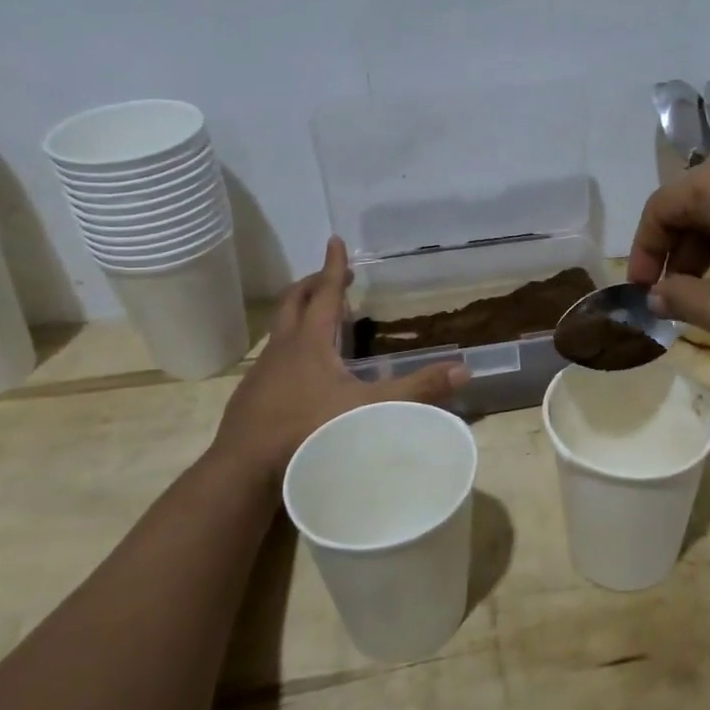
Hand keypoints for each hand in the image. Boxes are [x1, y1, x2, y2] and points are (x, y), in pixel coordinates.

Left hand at [206, 238, 467, 484]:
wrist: (245, 468)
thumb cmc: (308, 429)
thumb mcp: (370, 409)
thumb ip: (416, 390)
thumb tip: (464, 370)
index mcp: (310, 342)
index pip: (325, 294)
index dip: (333, 267)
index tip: (335, 241)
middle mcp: (283, 348)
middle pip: (293, 303)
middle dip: (312, 284)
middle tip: (329, 276)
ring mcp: (262, 372)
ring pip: (280, 330)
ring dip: (298, 315)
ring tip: (317, 320)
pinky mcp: (252, 395)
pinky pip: (273, 357)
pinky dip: (290, 348)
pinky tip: (301, 371)